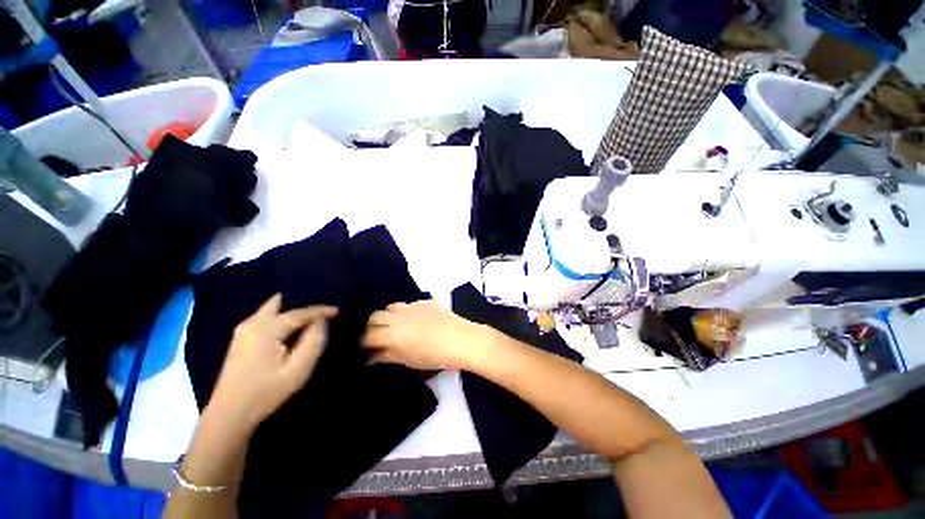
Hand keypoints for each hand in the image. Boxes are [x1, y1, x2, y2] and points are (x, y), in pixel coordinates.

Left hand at [207, 294, 336, 433]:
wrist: (229, 415)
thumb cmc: (266, 393)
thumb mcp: (298, 371)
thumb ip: (313, 342)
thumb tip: (320, 322)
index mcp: (266, 329)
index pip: (299, 313)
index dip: (320, 310)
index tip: (337, 310)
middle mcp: (252, 324)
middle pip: (280, 303)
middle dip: (301, 301)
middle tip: (319, 307)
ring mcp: (243, 330)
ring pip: (271, 309)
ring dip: (290, 307)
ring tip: (308, 314)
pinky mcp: (240, 339)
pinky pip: (264, 317)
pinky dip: (280, 315)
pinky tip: (290, 325)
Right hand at [361, 300, 490, 370]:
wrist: (460, 339)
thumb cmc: (434, 356)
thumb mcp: (407, 360)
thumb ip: (387, 356)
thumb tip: (371, 356)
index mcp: (391, 333)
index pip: (367, 335)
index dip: (363, 343)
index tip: (364, 349)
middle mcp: (397, 316)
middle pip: (375, 316)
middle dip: (372, 326)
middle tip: (378, 337)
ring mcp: (412, 306)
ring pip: (391, 307)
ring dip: (388, 316)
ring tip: (395, 327)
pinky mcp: (425, 301)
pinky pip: (409, 304)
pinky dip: (406, 312)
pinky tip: (415, 320)